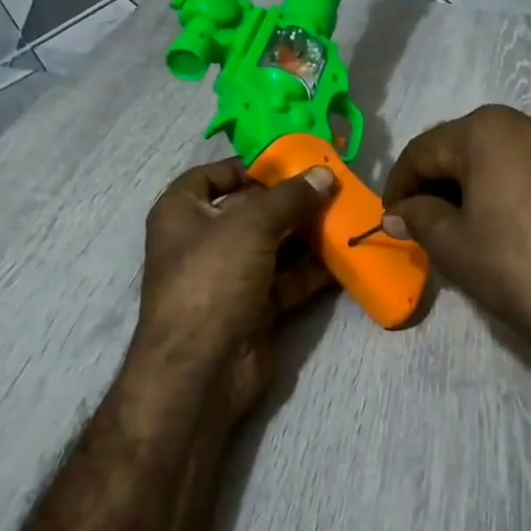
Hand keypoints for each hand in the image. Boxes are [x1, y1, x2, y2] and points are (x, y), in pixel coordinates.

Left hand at [132, 158, 335, 423]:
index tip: (288, 161)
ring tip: (348, 213)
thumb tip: (324, 175)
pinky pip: (288, 278)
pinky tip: (346, 253)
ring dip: (308, 232)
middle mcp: (203, 241)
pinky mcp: (255, 306)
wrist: (202, 369)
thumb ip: (289, 197)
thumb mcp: (250, 225)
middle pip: (250, 210)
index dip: (246, 166)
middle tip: (333, 185)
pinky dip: (313, 268)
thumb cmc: (212, 279)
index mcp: (182, 212)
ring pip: (274, 245)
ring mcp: (230, 276)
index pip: (210, 175)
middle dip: (290, 199)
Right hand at [382, 106, 530, 382]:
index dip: (400, 183)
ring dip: (480, 185)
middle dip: (441, 182)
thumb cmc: (520, 265)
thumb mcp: (454, 245)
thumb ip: (418, 218)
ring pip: (508, 157)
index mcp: (489, 128)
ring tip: (469, 226)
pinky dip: (517, 190)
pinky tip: (514, 227)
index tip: (389, 216)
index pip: (425, 149)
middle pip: (469, 147)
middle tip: (424, 222)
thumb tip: (399, 211)